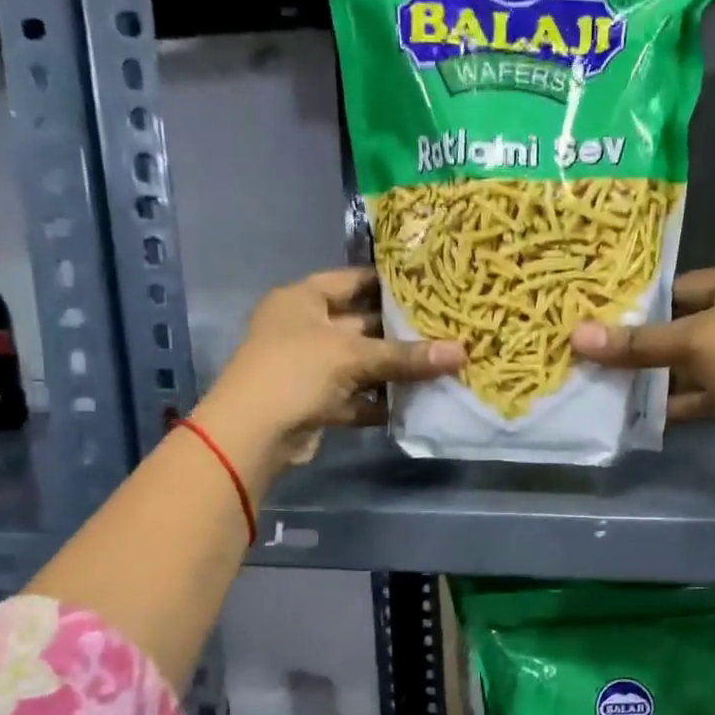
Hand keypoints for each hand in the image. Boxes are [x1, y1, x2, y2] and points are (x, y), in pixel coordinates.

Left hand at [197, 267, 461, 479]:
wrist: (252, 434)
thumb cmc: (295, 372)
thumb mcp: (353, 356)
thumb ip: (407, 356)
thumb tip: (462, 352)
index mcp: (302, 299)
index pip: (352, 280)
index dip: (389, 282)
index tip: (430, 285)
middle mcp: (305, 328)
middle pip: (362, 323)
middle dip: (401, 331)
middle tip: (447, 328)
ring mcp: (310, 367)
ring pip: (362, 363)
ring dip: (395, 369)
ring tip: (441, 365)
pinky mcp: (317, 402)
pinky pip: (357, 395)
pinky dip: (381, 400)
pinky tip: (416, 401)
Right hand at [571, 262, 714, 458]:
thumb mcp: (690, 342)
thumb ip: (636, 342)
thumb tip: (576, 336)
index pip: (688, 285)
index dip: (650, 304)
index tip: (612, 320)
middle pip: (692, 324)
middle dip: (654, 345)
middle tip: (611, 354)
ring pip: (701, 360)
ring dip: (665, 375)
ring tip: (620, 384)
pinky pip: (712, 388)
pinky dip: (684, 399)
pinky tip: (649, 412)